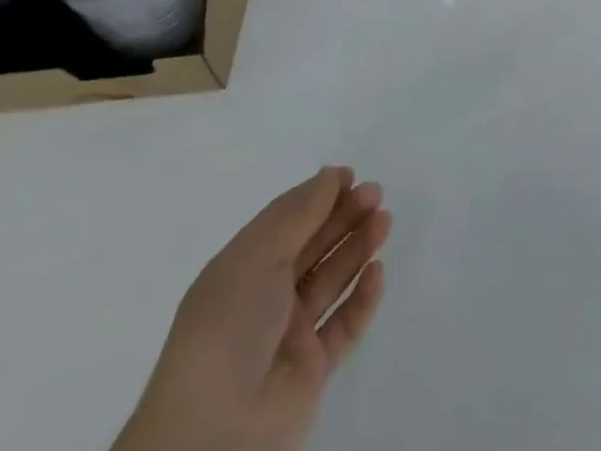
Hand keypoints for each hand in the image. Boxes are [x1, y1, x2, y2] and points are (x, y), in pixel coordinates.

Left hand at [113, 167, 390, 450]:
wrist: (216, 431)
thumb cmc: (229, 326)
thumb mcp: (259, 255)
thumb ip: (300, 212)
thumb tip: (331, 175)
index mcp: (241, 270)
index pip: (285, 223)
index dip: (317, 196)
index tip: (350, 175)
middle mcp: (264, 299)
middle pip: (312, 248)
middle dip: (343, 217)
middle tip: (376, 194)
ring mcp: (288, 336)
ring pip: (331, 281)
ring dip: (358, 249)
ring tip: (384, 221)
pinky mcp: (311, 371)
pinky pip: (343, 326)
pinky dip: (362, 298)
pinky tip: (377, 272)